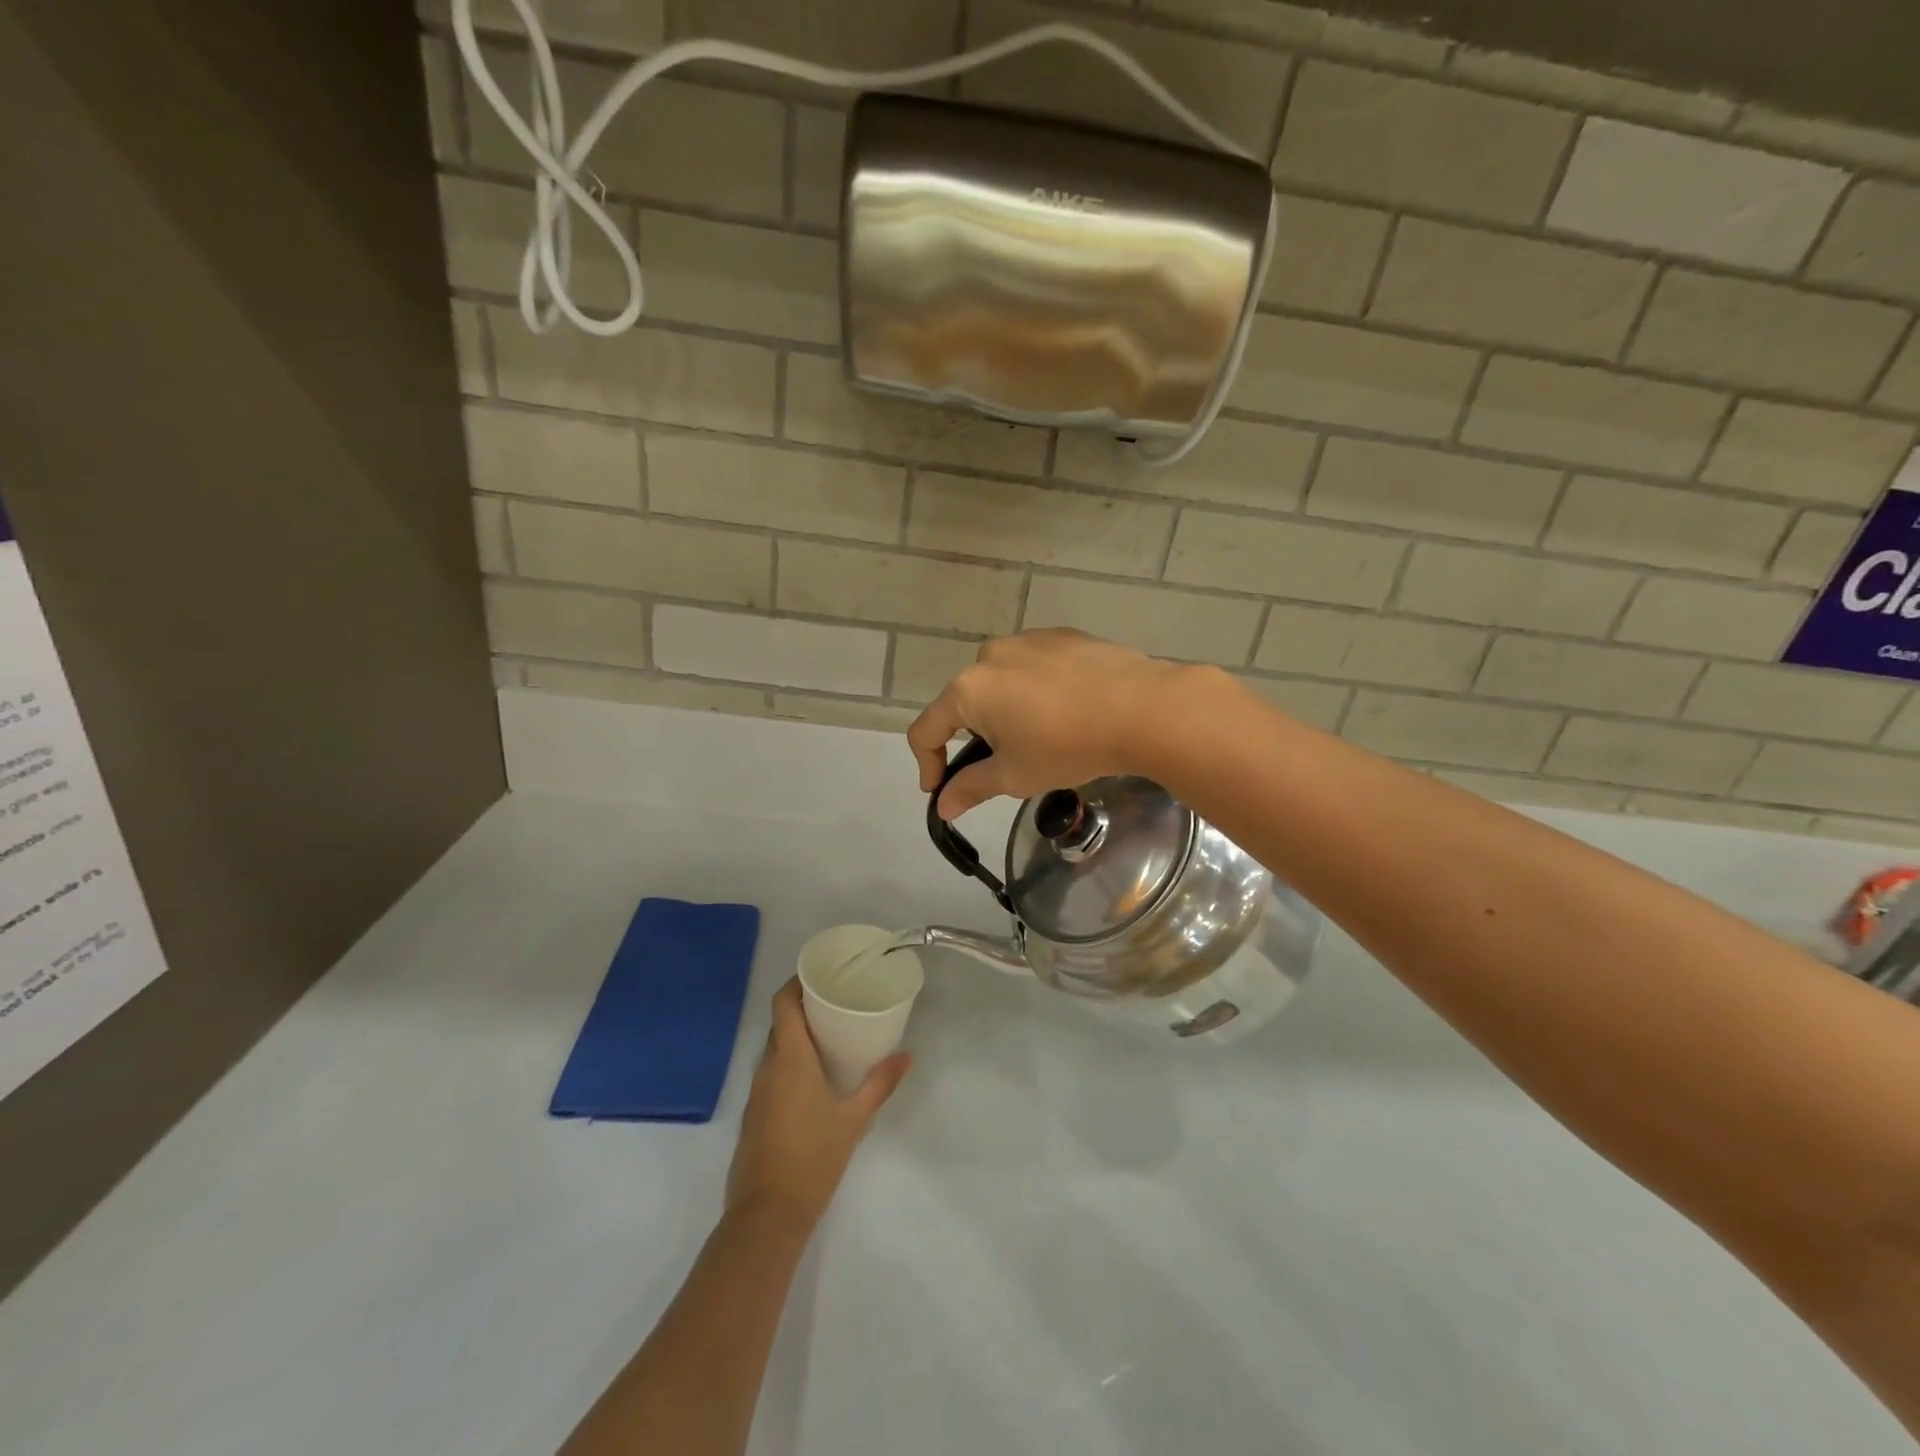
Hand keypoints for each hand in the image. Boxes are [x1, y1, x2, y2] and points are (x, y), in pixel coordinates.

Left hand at [726, 980, 910, 1230]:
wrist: (767, 1214)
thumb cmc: (813, 1157)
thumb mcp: (854, 1119)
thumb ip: (880, 1083)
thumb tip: (907, 1056)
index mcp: (789, 1058)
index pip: (783, 1004)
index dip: (796, 983)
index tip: (820, 975)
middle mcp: (767, 1068)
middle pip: (780, 1024)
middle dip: (804, 1009)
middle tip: (836, 1003)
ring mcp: (756, 1093)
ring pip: (775, 1050)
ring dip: (796, 1038)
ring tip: (829, 1036)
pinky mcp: (754, 1115)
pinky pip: (771, 1074)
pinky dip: (789, 1064)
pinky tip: (812, 1079)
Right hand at [906, 629, 1203, 818]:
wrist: (1142, 708)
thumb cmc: (1068, 746)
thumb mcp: (1015, 776)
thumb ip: (971, 787)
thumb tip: (943, 805)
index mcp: (968, 689)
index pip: (926, 729)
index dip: (927, 764)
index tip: (940, 789)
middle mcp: (990, 656)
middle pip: (966, 703)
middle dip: (976, 736)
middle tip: (1008, 764)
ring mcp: (1028, 640)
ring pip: (1002, 683)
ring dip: (1008, 711)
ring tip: (1044, 736)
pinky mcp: (1062, 636)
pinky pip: (1035, 667)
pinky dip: (1038, 691)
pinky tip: (1068, 710)